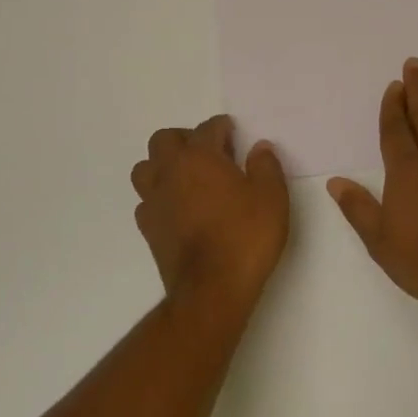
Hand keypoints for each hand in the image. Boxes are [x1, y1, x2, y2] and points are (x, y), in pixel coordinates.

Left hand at [132, 115, 289, 312]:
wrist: (211, 289)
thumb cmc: (244, 237)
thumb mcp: (272, 197)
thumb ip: (266, 166)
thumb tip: (259, 148)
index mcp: (199, 157)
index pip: (207, 128)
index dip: (222, 127)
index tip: (233, 133)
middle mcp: (169, 171)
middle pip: (164, 140)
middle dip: (185, 139)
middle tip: (209, 153)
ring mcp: (153, 200)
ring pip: (145, 168)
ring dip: (163, 166)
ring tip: (187, 178)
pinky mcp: (148, 228)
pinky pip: (146, 200)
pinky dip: (159, 197)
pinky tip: (178, 208)